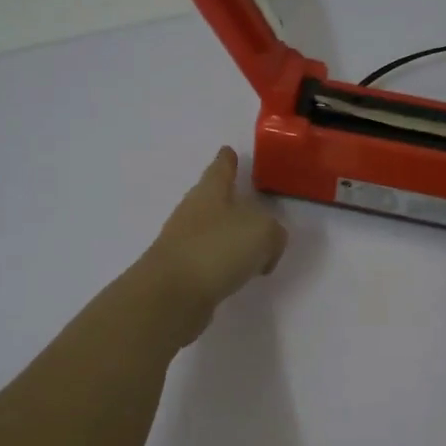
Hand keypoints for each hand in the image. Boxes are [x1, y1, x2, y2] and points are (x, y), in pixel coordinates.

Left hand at [141, 147, 288, 342]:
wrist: (172, 295)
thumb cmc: (218, 249)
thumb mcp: (263, 233)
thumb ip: (273, 232)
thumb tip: (267, 245)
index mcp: (210, 192)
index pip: (220, 168)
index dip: (227, 160)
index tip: (228, 150)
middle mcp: (193, 213)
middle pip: (214, 199)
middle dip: (231, 200)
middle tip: (253, 204)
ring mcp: (184, 243)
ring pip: (213, 231)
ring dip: (231, 235)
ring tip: (254, 246)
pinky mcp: (183, 272)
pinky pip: (211, 260)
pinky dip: (225, 263)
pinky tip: (238, 274)